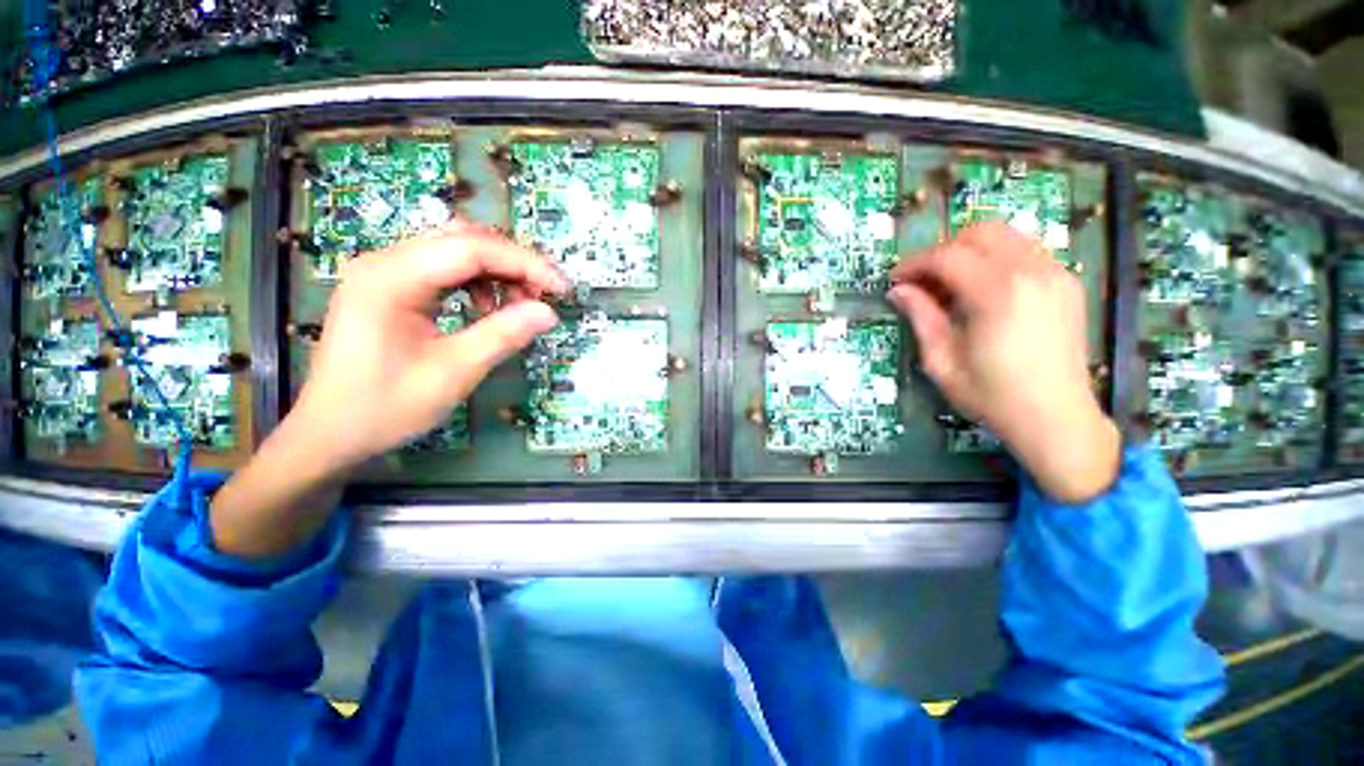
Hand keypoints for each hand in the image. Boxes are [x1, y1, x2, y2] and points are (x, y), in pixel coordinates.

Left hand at [293, 222, 568, 471]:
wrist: (330, 433)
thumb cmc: (386, 407)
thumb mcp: (453, 372)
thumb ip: (503, 336)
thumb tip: (549, 313)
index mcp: (392, 278)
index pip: (472, 249)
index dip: (525, 264)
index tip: (562, 289)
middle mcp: (385, 262)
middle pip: (464, 240)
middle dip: (514, 263)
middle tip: (546, 295)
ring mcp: (386, 272)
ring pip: (456, 251)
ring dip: (498, 272)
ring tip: (521, 305)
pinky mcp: (391, 287)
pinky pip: (444, 269)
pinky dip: (478, 283)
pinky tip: (488, 309)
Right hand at [888, 222, 1119, 503]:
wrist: (1055, 417)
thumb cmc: (991, 395)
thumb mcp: (941, 361)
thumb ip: (921, 318)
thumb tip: (898, 291)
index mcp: (997, 293)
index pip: (947, 256)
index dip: (914, 264)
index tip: (895, 280)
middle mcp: (1031, 272)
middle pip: (980, 232)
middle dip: (943, 250)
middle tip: (924, 280)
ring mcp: (1055, 274)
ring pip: (1007, 236)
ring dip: (971, 251)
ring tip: (952, 284)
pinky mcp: (1067, 283)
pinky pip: (1026, 251)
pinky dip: (997, 259)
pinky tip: (984, 290)